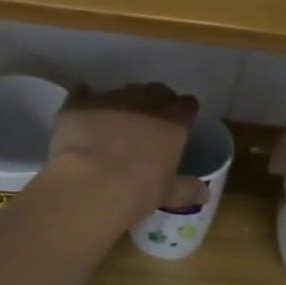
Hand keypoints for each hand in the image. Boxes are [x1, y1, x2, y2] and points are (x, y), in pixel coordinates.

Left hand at [44, 82, 204, 226]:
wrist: (90, 184)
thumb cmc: (138, 191)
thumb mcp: (167, 193)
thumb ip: (186, 189)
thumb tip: (205, 193)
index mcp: (173, 121)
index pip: (187, 105)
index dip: (183, 113)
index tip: (179, 125)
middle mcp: (145, 101)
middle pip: (156, 91)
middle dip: (155, 103)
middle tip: (148, 124)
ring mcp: (111, 97)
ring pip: (122, 91)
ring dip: (122, 103)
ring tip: (114, 123)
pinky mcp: (80, 102)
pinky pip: (84, 93)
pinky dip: (86, 101)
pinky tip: (83, 115)